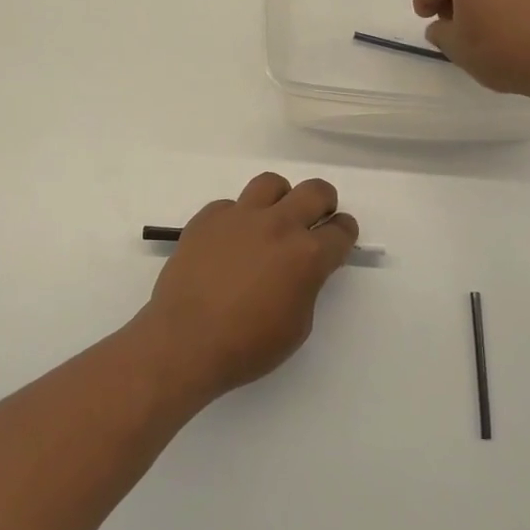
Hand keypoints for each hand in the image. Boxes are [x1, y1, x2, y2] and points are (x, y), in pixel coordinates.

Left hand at [133, 172, 357, 405]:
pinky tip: (229, 243)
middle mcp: (278, 225)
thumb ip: (307, 285)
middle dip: (323, 203)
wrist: (184, 341)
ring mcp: (239, 216)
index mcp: (307, 255)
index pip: (341, 230)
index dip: (344, 234)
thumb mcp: (297, 325)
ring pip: (270, 184)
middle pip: (315, 191)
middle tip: (314, 220)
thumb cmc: (247, 345)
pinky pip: (230, 205)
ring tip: (271, 222)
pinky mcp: (207, 217)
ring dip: (279, 200)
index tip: (338, 240)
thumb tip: (301, 269)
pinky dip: (237, 218)